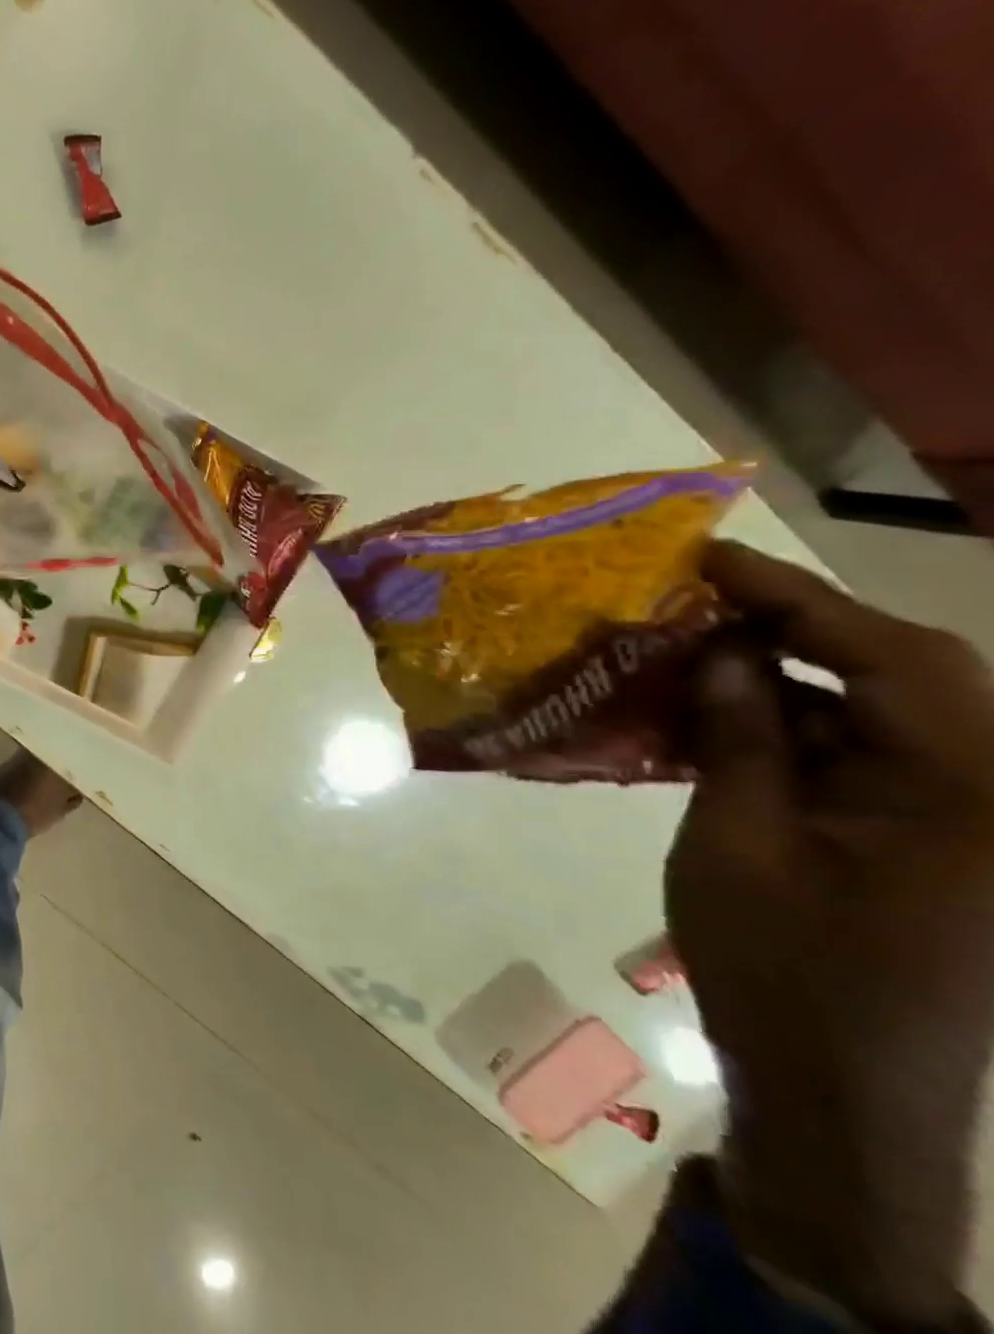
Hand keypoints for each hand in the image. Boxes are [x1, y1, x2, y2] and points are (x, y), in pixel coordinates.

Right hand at [668, 541, 993, 1324]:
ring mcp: (964, 822)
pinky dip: (790, 727)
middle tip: (693, 598)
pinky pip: (860, 756)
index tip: (708, 560)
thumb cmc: (782, 969)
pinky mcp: (927, 841)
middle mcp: (992, 797)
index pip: (896, 659)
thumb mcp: (735, 846)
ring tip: (690, 649)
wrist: (843, 1092)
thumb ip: (738, 742)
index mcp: (969, 797)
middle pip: (902, 676)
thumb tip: (719, 653)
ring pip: (878, 712)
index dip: (800, 598)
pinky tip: (717, 718)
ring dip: (784, 678)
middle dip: (795, 627)